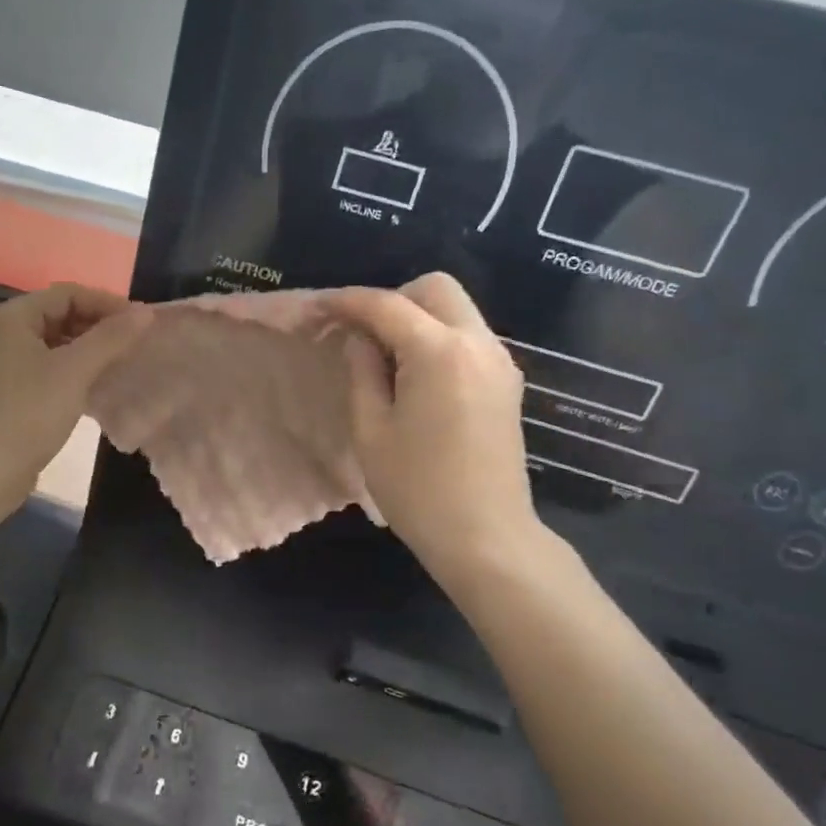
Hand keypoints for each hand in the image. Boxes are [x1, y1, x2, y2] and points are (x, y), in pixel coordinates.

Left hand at [0, 282, 150, 515]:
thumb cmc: (29, 413)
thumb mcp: (75, 371)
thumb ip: (111, 338)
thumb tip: (145, 313)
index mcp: (10, 317)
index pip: (66, 294)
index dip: (106, 303)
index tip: (140, 322)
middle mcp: (1, 332)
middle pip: (58, 315)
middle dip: (97, 325)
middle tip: (134, 343)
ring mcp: (1, 362)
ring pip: (53, 342)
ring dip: (87, 348)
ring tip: (121, 362)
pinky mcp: (7, 389)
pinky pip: (46, 366)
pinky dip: (72, 368)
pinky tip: (96, 384)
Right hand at [324, 273, 547, 586]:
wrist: (486, 537)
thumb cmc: (418, 489)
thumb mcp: (372, 431)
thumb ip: (363, 373)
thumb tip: (359, 339)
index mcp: (440, 353)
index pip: (387, 305)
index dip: (347, 302)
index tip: (318, 308)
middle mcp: (478, 344)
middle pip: (435, 288)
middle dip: (393, 299)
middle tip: (362, 336)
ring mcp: (500, 362)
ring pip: (457, 310)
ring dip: (418, 318)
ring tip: (386, 359)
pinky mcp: (507, 382)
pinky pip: (469, 337)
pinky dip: (439, 338)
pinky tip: (417, 376)